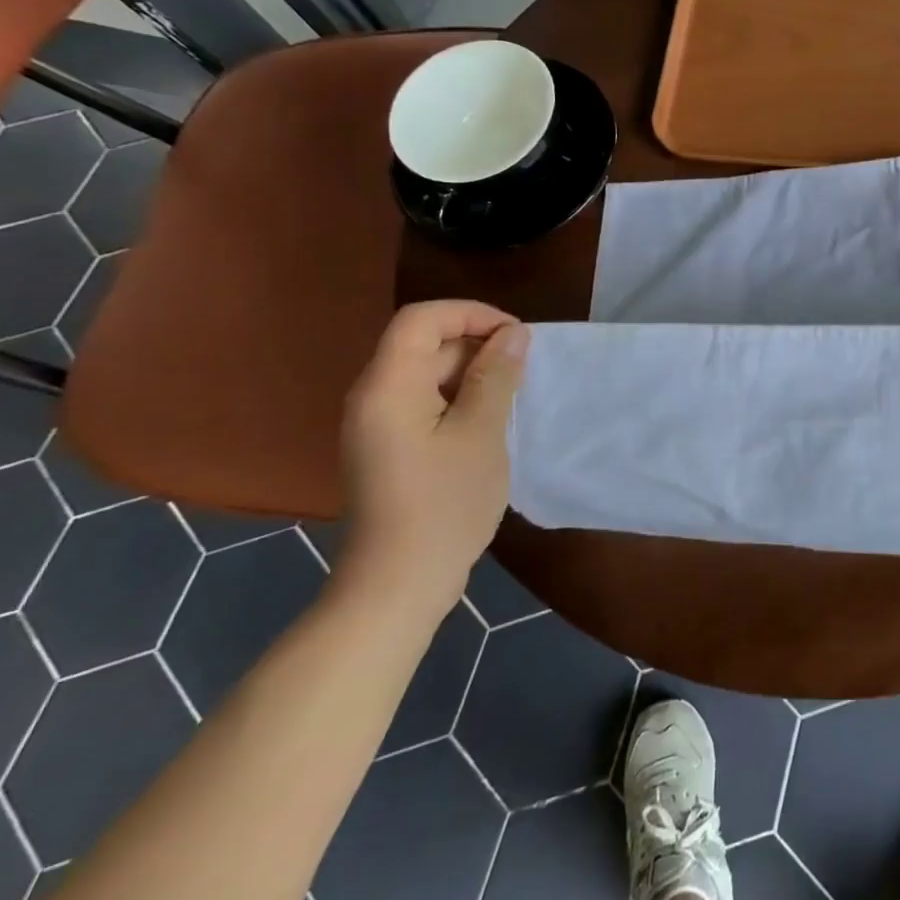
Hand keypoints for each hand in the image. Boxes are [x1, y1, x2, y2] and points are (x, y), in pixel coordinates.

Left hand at [337, 301, 528, 620]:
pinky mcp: (389, 449)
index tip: (517, 335)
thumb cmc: (444, 504)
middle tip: (525, 371)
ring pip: (427, 375)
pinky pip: (424, 404)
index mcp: (388, 386)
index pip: (422, 318)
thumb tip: (513, 333)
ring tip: (514, 397)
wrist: (397, 585)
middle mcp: (374, 397)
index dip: (471, 314)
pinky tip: (490, 425)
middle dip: (477, 345)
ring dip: (472, 375)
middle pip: (423, 345)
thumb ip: (496, 376)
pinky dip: (459, 401)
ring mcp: (378, 426)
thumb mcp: (481, 433)